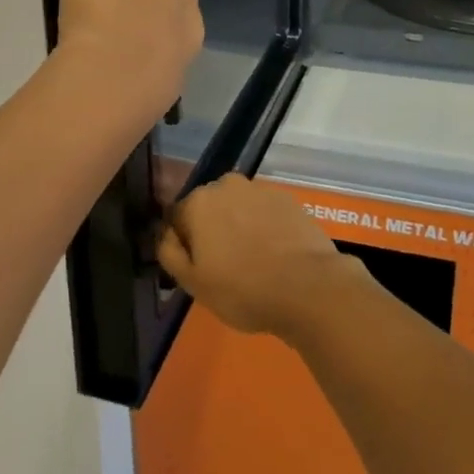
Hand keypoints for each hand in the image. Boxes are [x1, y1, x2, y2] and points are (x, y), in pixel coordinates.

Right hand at [158, 175, 367, 343]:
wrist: (307, 285)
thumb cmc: (242, 289)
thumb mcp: (193, 283)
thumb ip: (170, 253)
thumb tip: (166, 234)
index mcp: (199, 202)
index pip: (178, 218)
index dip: (184, 245)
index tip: (198, 269)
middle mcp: (228, 184)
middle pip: (209, 208)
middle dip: (212, 231)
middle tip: (224, 268)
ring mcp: (260, 189)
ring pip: (238, 208)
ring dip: (239, 227)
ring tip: (252, 262)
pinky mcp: (287, 198)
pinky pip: (264, 212)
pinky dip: (264, 227)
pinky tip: (274, 254)